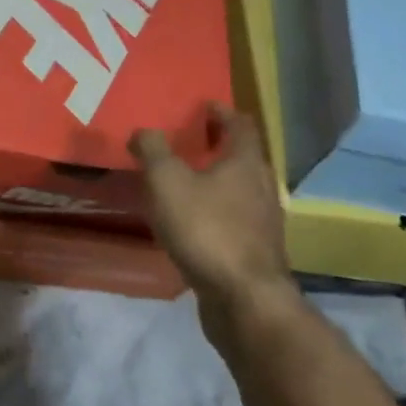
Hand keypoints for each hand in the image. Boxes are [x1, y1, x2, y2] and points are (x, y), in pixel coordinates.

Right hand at [131, 104, 290, 310]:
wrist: (243, 299)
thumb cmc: (206, 229)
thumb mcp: (167, 181)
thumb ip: (153, 149)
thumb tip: (143, 131)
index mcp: (245, 162)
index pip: (240, 124)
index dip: (221, 112)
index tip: (202, 106)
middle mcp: (262, 187)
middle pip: (243, 156)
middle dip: (217, 146)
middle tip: (187, 141)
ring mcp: (263, 222)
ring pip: (239, 189)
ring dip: (216, 180)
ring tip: (183, 181)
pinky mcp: (255, 251)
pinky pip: (234, 218)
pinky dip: (215, 210)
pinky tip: (191, 221)